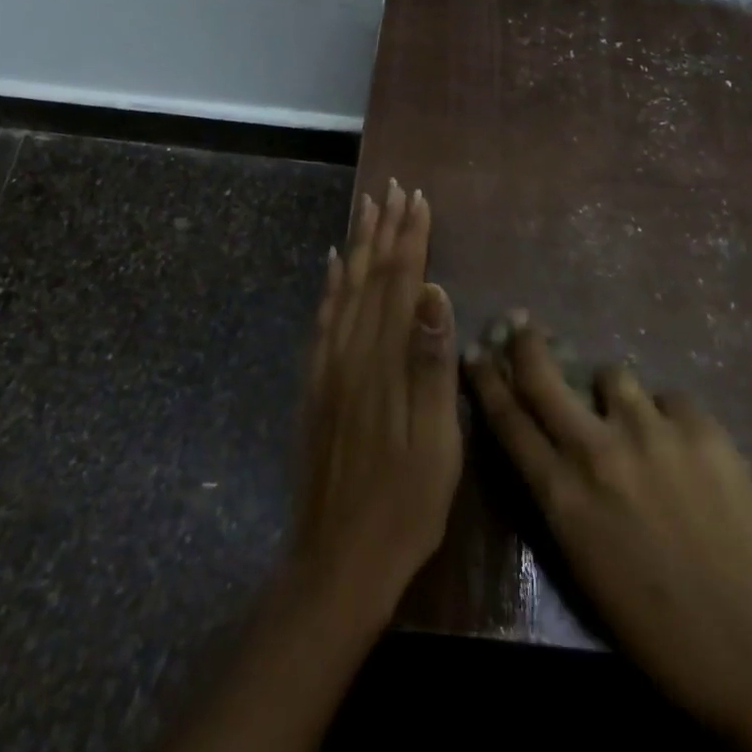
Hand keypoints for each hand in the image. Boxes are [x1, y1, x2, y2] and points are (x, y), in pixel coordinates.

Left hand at [291, 180, 459, 629]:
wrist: (337, 562)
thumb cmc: (403, 506)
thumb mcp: (435, 443)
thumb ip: (431, 365)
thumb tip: (433, 293)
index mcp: (384, 362)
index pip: (402, 283)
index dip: (411, 239)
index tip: (419, 200)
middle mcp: (351, 353)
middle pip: (371, 276)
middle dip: (385, 230)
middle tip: (393, 188)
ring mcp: (328, 368)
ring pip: (345, 289)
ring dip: (359, 245)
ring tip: (367, 208)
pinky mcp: (315, 385)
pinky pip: (321, 319)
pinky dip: (330, 284)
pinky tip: (333, 265)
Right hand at [465, 319, 751, 733]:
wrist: (746, 645)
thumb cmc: (650, 619)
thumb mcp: (579, 557)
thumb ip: (557, 489)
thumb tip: (548, 440)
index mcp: (561, 494)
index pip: (508, 419)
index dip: (486, 380)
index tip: (476, 352)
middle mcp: (597, 450)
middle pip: (543, 375)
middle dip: (525, 344)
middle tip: (521, 325)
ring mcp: (651, 432)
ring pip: (612, 374)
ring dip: (613, 393)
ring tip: (635, 422)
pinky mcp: (700, 427)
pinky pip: (669, 399)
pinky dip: (668, 418)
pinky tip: (685, 451)